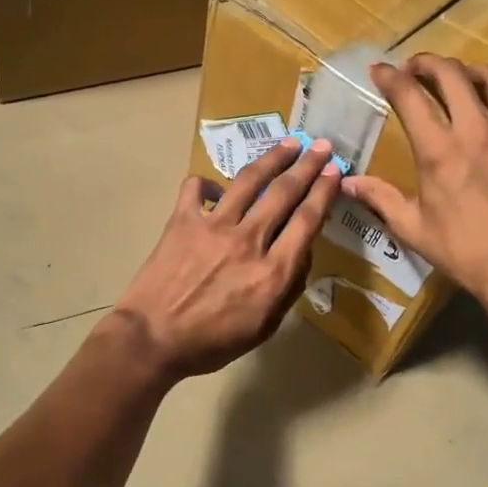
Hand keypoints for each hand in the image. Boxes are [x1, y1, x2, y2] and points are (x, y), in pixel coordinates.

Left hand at [113, 138, 342, 377]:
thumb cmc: (211, 343)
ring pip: (249, 181)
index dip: (324, 191)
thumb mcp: (264, 327)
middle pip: (284, 192)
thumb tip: (301, 253)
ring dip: (272, 158)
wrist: (152, 339)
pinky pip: (196, 188)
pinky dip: (208, 184)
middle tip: (322, 146)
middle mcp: (248, 240)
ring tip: (288, 144)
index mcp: (273, 271)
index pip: (307, 221)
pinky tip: (216, 190)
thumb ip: (288, 289)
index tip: (335, 172)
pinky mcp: (182, 221)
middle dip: (307, 165)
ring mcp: (213, 226)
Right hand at [343, 55, 487, 307]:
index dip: (390, 77)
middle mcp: (477, 130)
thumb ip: (380, 197)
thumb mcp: (412, 227)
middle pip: (452, 74)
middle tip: (417, 69)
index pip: (409, 95)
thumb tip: (347, 182)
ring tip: (464, 82)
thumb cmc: (462, 249)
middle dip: (428, 63)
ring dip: (474, 72)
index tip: (379, 70)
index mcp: (439, 150)